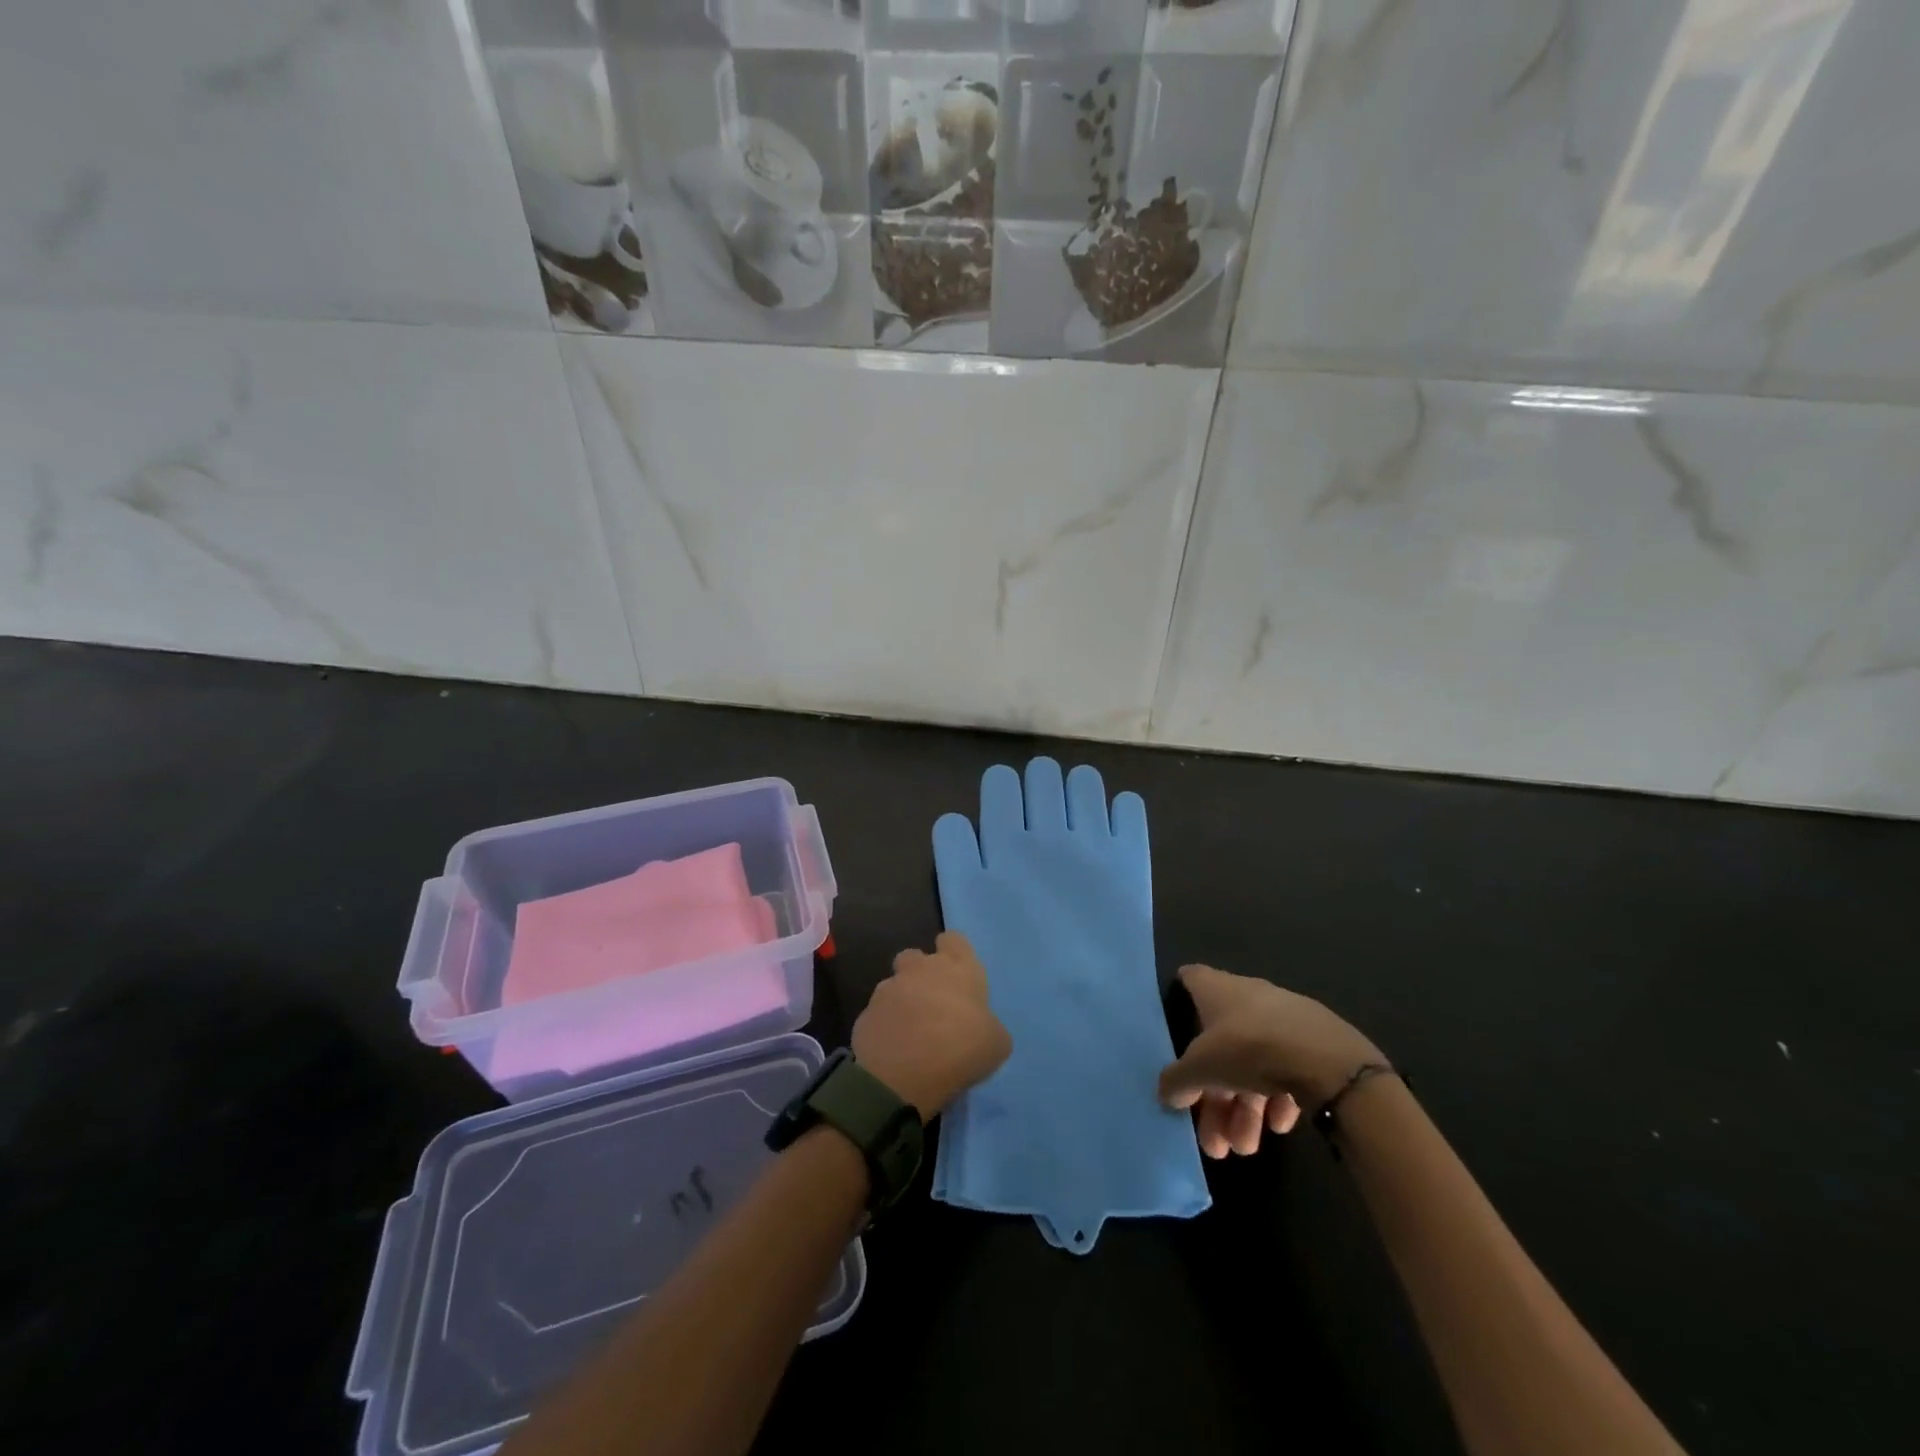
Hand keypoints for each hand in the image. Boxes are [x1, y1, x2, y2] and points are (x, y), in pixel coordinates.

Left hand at [854, 931, 1012, 1118]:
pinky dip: (885, 1026)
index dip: (954, 953)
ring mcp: (889, 988)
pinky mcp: (866, 1012)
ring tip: (910, 1032)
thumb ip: (987, 1026)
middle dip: (920, 973)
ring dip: (901, 1001)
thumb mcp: (996, 1042)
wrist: (905, 1071)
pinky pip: (878, 1013)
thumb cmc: (961, 1047)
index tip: (957, 974)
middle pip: (916, 957)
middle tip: (932, 1004)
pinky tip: (894, 1050)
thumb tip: (980, 1028)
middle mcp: (921, 968)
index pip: (954, 940)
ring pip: (894, 984)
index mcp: (957, 967)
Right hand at [1158, 964, 1383, 1158]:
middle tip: (1214, 1140)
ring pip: (1253, 1065)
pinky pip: (1285, 1071)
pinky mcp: (1314, 1043)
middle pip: (1220, 1044)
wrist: (1328, 1061)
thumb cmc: (1249, 1048)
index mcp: (1217, 989)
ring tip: (1246, 1149)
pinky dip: (1276, 1099)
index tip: (1171, 1027)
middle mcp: (1248, 997)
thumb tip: (1165, 1093)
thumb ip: (1178, 1080)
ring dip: (1244, 1111)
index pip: (1190, 980)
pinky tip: (1278, 1127)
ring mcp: (1283, 1020)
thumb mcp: (1201, 1068)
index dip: (1178, 998)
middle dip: (1215, 1096)